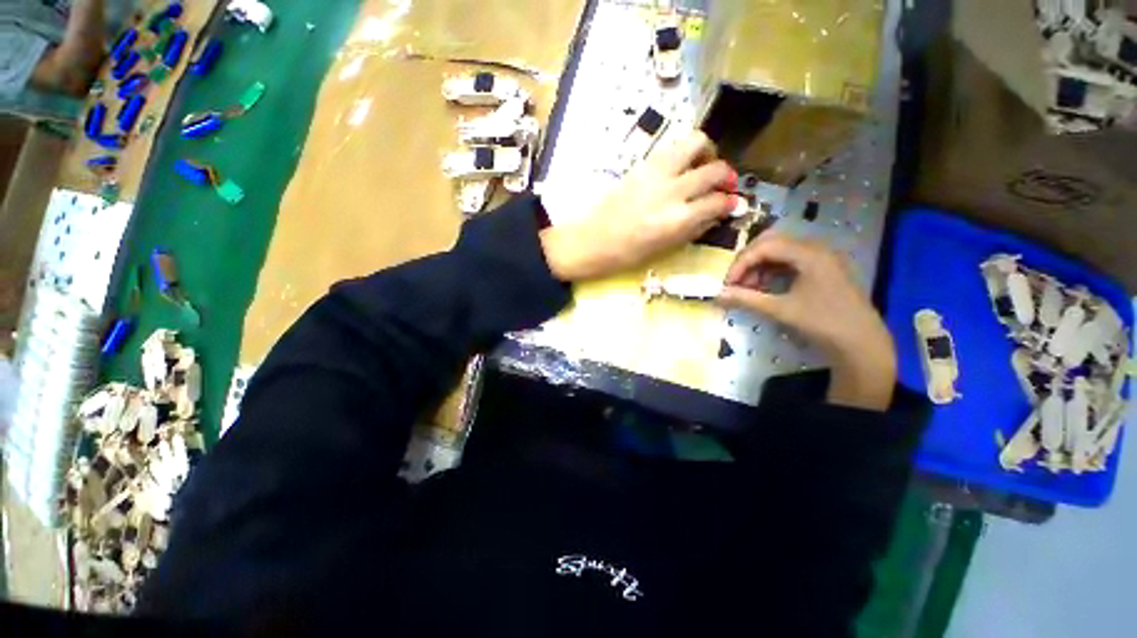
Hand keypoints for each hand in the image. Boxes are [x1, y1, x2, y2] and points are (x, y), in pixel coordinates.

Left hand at [540, 131, 736, 280]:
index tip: (733, 203)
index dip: (730, 202)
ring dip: (707, 152)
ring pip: (695, 142)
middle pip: (714, 169)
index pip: (718, 201)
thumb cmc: (626, 254)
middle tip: (723, 184)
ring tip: (702, 167)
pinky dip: (684, 152)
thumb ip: (693, 229)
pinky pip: (672, 147)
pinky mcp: (641, 164)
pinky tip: (680, 168)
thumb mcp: (665, 249)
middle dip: (726, 176)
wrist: (591, 241)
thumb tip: (716, 213)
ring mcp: (655, 173)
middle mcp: (671, 191)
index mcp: (677, 220)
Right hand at [718, 233, 896, 410]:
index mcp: (810, 254)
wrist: (862, 344)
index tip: (727, 284)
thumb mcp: (781, 310)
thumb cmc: (823, 323)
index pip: (765, 247)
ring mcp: (821, 258)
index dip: (741, 263)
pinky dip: (772, 271)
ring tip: (748, 288)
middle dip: (748, 261)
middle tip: (735, 282)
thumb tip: (717, 295)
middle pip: (772, 242)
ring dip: (759, 266)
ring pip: (780, 251)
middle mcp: (816, 249)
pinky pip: (790, 261)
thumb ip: (747, 299)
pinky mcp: (822, 269)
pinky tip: (764, 288)